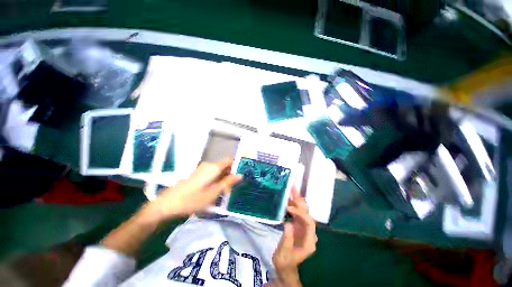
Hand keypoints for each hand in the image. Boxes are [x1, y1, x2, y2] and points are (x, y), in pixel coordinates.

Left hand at [142, 158, 241, 222]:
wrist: (168, 204)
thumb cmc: (192, 199)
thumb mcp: (213, 193)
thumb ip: (228, 182)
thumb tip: (240, 175)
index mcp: (214, 167)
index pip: (230, 160)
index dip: (236, 167)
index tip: (238, 178)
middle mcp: (209, 165)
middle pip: (225, 166)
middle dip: (229, 176)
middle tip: (229, 190)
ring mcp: (202, 169)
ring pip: (219, 171)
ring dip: (223, 180)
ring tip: (221, 193)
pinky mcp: (198, 174)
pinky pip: (212, 174)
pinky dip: (216, 181)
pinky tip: (213, 192)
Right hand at [270, 188, 316, 286]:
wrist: (285, 266)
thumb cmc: (285, 261)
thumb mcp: (284, 253)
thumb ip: (287, 239)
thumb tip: (287, 223)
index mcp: (309, 241)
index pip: (309, 223)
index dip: (300, 213)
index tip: (289, 208)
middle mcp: (309, 232)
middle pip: (307, 214)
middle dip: (300, 201)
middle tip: (293, 189)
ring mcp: (303, 228)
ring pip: (302, 211)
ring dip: (296, 200)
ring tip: (291, 189)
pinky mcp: (297, 225)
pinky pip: (296, 213)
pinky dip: (292, 204)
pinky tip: (287, 198)